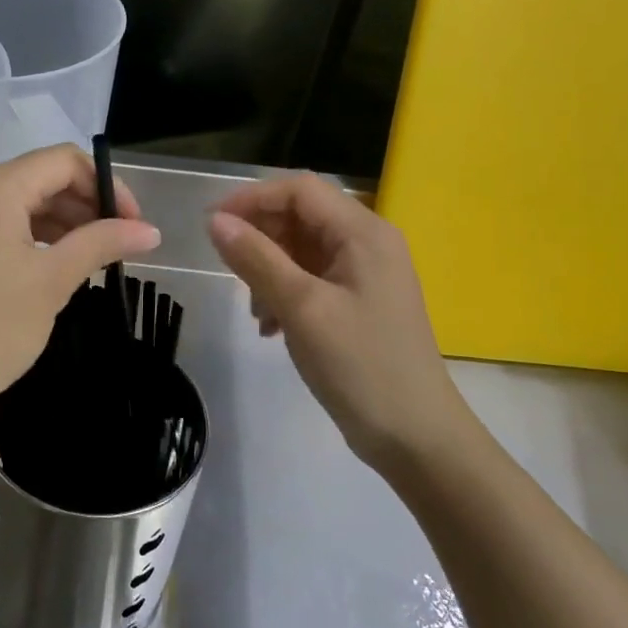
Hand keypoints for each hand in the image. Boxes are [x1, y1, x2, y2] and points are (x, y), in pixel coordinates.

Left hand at [0, 144, 161, 441]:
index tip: (132, 225)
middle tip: (116, 247)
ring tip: (90, 262)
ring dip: (60, 224)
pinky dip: (30, 238)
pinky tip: (50, 270)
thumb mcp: (52, 282)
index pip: (64, 161)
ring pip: (18, 204)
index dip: (106, 186)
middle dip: (84, 206)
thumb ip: (101, 244)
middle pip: (40, 179)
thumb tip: (151, 230)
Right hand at [207, 174, 473, 468]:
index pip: (300, 190)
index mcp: (364, 233)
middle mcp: (368, 243)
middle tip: (228, 269)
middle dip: (260, 237)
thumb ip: (257, 259)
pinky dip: (283, 293)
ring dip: (268, 270)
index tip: (212, 224)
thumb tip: (215, 221)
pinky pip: (310, 279)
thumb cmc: (361, 365)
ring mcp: (364, 275)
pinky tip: (270, 327)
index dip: (252, 198)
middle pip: (301, 216)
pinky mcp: (357, 303)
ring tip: (254, 310)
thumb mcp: (302, 308)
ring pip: (301, 249)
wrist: (416, 438)